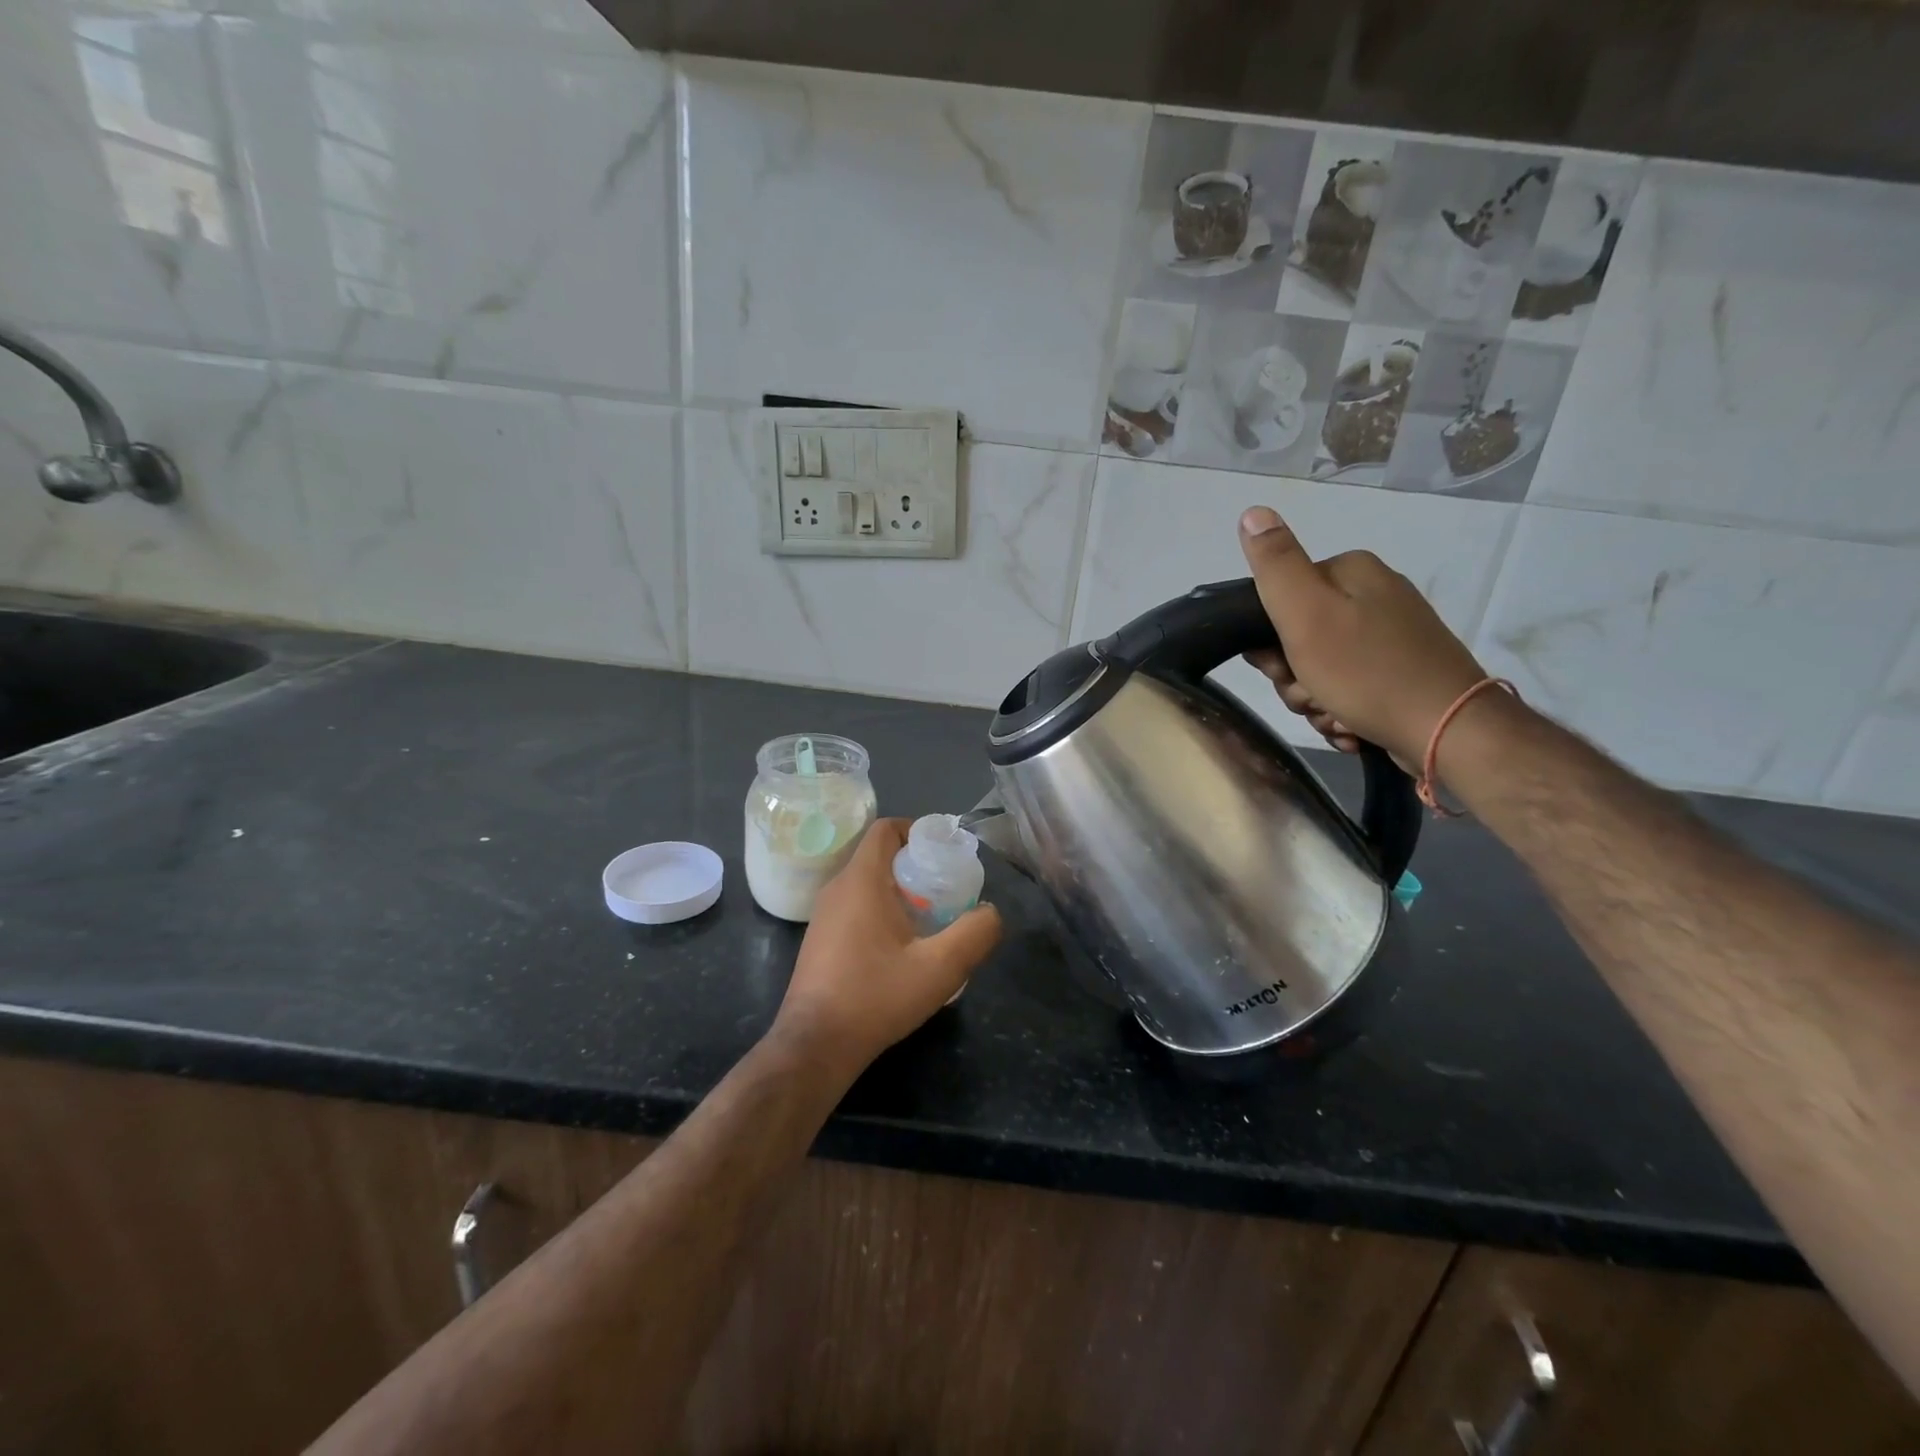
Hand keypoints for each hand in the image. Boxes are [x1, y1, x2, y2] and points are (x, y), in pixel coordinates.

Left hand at [771, 819, 1001, 1079]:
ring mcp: (824, 916)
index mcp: (861, 881)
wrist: (816, 1046)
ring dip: (901, 893)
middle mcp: (837, 889)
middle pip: (880, 856)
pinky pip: (856, 908)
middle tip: (948, 892)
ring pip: (868, 884)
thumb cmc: (876, 997)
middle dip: (917, 867)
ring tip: (932, 922)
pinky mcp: (820, 940)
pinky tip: (902, 950)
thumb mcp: (940, 968)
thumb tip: (990, 912)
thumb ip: (974, 933)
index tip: (946, 855)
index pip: (886, 829)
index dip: (918, 831)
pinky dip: (882, 912)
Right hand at [1238, 505, 1486, 767]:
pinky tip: (1351, 726)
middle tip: (1312, 696)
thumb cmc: (1366, 672)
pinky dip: (1342, 712)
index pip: (1278, 601)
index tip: (1282, 669)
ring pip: (1320, 670)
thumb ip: (1275, 564)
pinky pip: (1348, 690)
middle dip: (1295, 678)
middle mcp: (1374, 596)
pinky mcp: (1401, 673)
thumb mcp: (1306, 613)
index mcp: (1350, 573)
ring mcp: (1391, 636)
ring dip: (1316, 702)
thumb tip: (1251, 512)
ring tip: (1336, 716)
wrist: (1447, 730)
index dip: (1269, 644)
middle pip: (1299, 639)